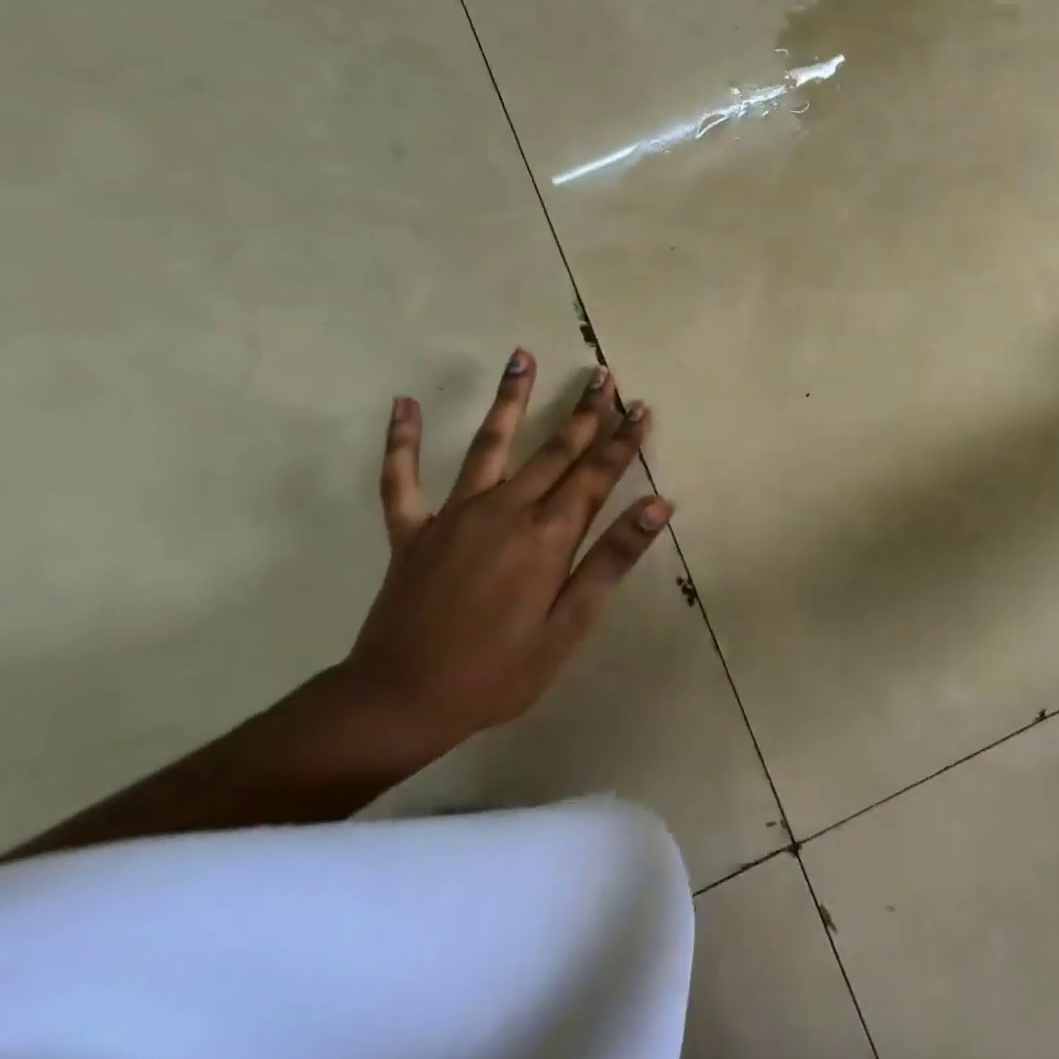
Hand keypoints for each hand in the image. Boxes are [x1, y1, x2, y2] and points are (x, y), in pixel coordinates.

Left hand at [342, 352, 671, 756]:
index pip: (596, 474)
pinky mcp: (412, 530)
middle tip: (604, 375)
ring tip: (522, 357)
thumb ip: (612, 559)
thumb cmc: (499, 671)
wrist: (400, 701)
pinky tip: (403, 403)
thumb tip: (657, 505)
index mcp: (547, 535)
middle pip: (555, 449)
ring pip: (489, 444)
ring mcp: (455, 514)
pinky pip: (401, 479)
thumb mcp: (570, 625)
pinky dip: (402, 441)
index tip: (642, 406)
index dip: (623, 439)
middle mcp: (505, 510)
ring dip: (509, 399)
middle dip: (584, 411)